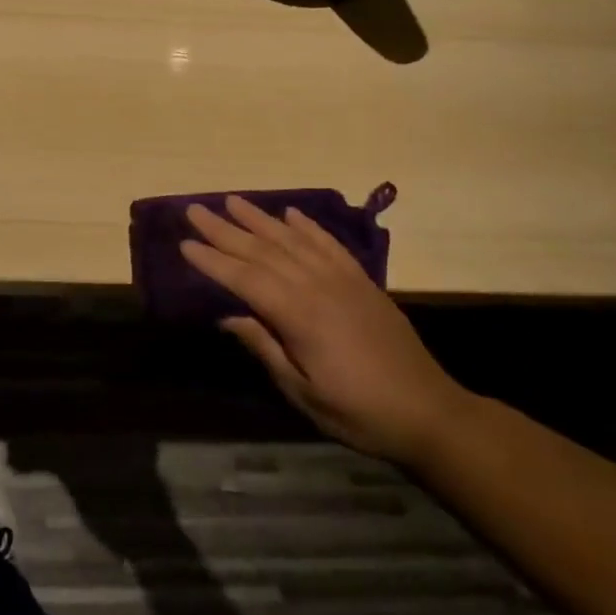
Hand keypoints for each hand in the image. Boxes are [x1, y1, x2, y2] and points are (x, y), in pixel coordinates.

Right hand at [182, 196, 473, 464]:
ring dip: (259, 219)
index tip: (185, 242)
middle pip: (262, 251)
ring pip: (292, 240)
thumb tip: (227, 316)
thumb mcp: (303, 392)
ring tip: (232, 201)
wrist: (431, 413)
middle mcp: (317, 286)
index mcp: (299, 316)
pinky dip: (308, 226)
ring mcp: (343, 280)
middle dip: (225, 230)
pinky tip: (290, 213)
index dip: (213, 261)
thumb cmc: (359, 412)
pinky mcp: (363, 282)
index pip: (244, 278)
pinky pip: (329, 244)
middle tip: (194, 210)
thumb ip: (265, 348)